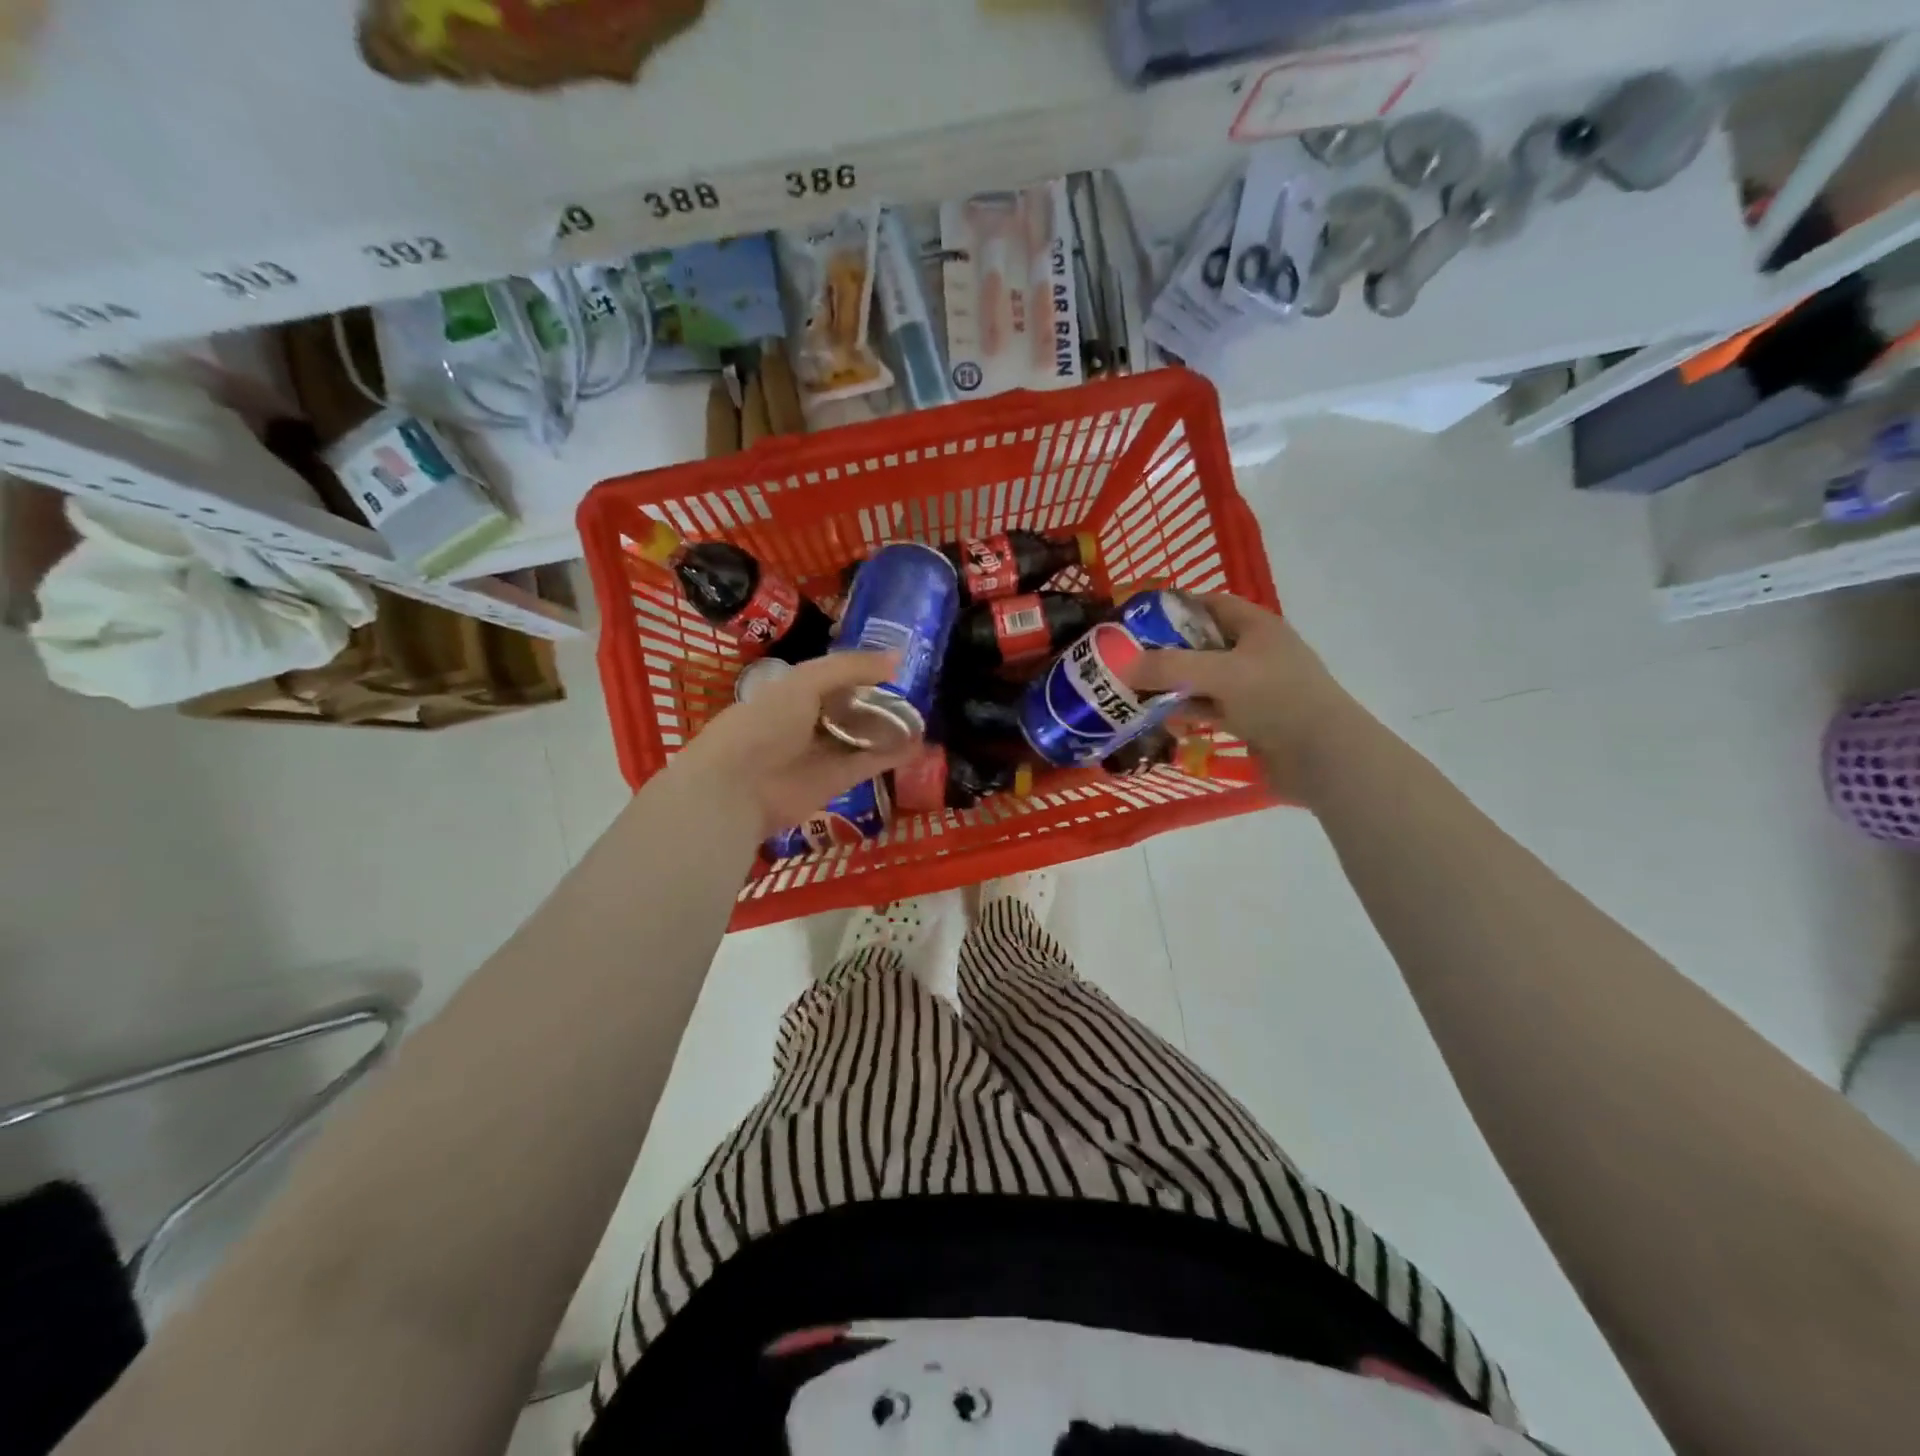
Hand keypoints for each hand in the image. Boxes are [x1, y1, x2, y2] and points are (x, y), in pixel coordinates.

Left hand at [668, 651, 920, 837]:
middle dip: (879, 699)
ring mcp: (823, 752)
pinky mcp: (837, 781)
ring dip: (890, 727)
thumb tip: (897, 657)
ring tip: (924, 716)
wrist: (739, 787)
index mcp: (793, 692)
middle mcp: (809, 722)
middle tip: (916, 690)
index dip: (861, 670)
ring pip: (863, 736)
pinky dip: (893, 754)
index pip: (832, 677)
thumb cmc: (764, 724)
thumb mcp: (804, 682)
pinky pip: (870, 763)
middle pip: (851, 707)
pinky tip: (918, 744)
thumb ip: (849, 667)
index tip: (895, 663)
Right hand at [1129, 594, 1355, 799]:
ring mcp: (1253, 688)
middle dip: (1164, 650)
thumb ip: (1170, 667)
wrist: (1325, 757)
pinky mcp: (1250, 720)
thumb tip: (1123, 665)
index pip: (1209, 604)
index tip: (1135, 620)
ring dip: (1171, 684)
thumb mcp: (1220, 674)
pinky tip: (1158, 717)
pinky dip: (1186, 710)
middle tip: (1124, 658)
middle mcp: (1254, 652)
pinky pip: (1209, 708)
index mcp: (1256, 626)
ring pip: (1202, 679)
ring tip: (1131, 690)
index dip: (1173, 607)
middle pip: (1201, 643)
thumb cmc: (1277, 699)